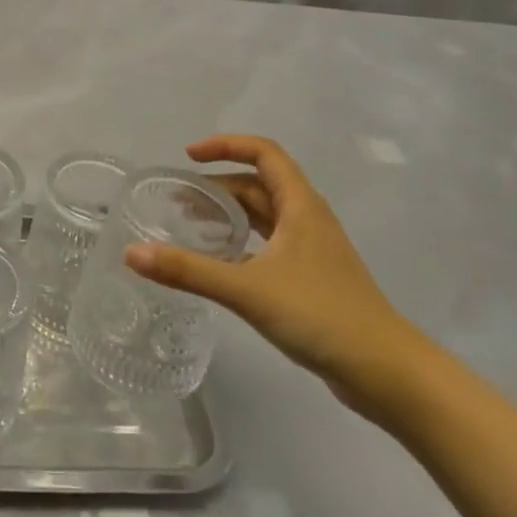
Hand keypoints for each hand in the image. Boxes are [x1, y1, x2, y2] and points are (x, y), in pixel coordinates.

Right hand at [124, 136, 431, 412]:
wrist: (385, 371)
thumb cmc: (320, 315)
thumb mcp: (247, 289)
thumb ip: (189, 271)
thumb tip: (131, 254)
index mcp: (300, 206)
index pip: (263, 153)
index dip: (226, 146)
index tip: (189, 157)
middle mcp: (308, 219)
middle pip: (259, 185)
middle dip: (217, 186)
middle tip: (177, 201)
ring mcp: (313, 250)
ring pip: (264, 216)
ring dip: (229, 213)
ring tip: (190, 225)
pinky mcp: (312, 278)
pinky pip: (269, 244)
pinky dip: (242, 242)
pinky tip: (221, 264)